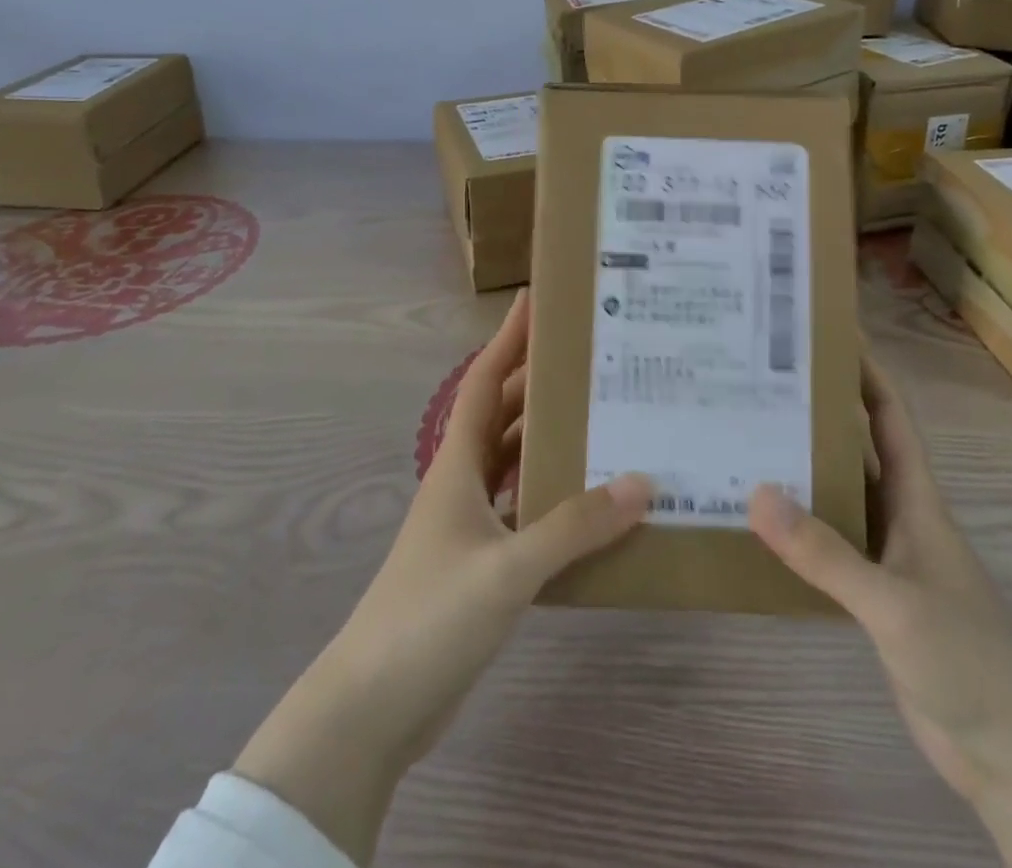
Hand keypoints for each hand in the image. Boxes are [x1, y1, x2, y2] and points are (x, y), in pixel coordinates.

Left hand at [233, 291, 650, 864]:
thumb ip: (573, 527)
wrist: (370, 710)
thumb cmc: (428, 618)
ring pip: (517, 464)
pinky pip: (526, 511)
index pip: (485, 382)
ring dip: (551, 441)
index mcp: (458, 465)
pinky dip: (554, 498)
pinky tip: (593, 504)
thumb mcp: (506, 569)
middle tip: (594, 360)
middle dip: (541, 384)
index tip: (536, 301)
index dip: (508, 339)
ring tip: (606, 420)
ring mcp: (470, 526)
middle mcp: (463, 484)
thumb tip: (642, 482)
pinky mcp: (481, 564)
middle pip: (506, 417)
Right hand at [748, 351, 1011, 867]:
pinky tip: (758, 525)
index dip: (862, 370)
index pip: (887, 415)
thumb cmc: (970, 659)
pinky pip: (827, 546)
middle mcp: (898, 515)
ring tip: (743, 439)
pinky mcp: (872, 598)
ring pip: (836, 496)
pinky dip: (796, 530)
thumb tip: (755, 492)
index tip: (822, 334)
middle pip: (854, 446)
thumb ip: (826, 553)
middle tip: (758, 383)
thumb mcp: (895, 602)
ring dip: (799, 469)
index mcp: (915, 497)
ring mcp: (885, 557)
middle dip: (815, 412)